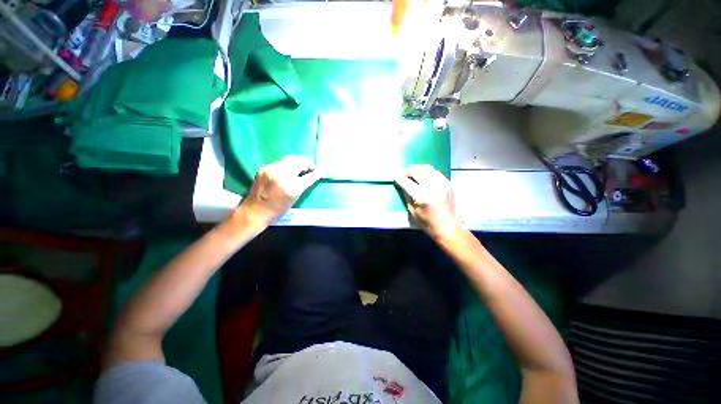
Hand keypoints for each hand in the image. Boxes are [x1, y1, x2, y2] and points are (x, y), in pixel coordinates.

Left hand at [231, 156, 320, 227]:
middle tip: (311, 169)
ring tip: (301, 168)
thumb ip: (303, 185)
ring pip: (290, 159)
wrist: (255, 211)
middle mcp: (282, 175)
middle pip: (300, 162)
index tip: (319, 172)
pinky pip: (280, 162)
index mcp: (292, 187)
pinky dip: (287, 165)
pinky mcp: (264, 168)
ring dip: (298, 163)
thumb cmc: (278, 210)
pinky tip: (288, 170)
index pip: (309, 176)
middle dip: (308, 164)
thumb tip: (311, 175)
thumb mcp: (295, 199)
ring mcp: (272, 169)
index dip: (316, 173)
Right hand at [395, 165, 462, 240]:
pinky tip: (425, 178)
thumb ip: (407, 195)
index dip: (400, 178)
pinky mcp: (448, 184)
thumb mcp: (413, 211)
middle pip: (418, 171)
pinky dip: (428, 173)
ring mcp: (442, 184)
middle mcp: (433, 187)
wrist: (449, 228)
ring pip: (427, 168)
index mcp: (422, 196)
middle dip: (408, 171)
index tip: (396, 176)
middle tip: (404, 175)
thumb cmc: (428, 223)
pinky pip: (436, 172)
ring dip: (418, 170)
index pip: (407, 182)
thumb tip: (403, 185)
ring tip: (414, 175)